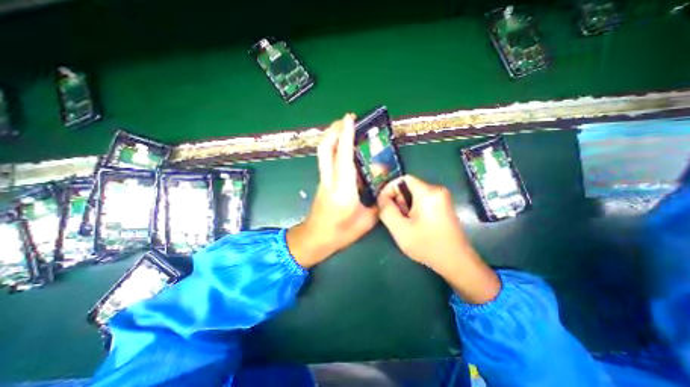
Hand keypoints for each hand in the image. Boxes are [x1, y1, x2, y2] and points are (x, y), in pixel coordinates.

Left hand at [288, 113, 379, 266]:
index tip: (349, 118)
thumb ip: (377, 202)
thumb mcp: (366, 221)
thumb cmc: (340, 233)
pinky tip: (344, 149)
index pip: (343, 157)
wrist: (315, 239)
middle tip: (346, 119)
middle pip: (325, 149)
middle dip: (334, 130)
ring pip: (323, 153)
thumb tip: (383, 187)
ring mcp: (323, 180)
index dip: (346, 135)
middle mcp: (330, 181)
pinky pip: (326, 160)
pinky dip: (333, 148)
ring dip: (332, 137)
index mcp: (343, 190)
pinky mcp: (322, 182)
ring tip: (345, 128)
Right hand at [377, 175, 501, 305]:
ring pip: (414, 195)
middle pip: (409, 187)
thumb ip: (386, 210)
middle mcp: (437, 190)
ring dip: (404, 206)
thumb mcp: (399, 228)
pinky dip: (413, 209)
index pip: (403, 179)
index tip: (383, 203)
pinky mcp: (443, 206)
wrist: (456, 262)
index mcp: (428, 192)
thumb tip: (381, 197)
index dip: (389, 188)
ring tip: (404, 223)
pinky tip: (413, 224)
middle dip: (397, 200)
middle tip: (394, 217)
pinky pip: (422, 201)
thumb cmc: (427, 245)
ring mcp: (442, 198)